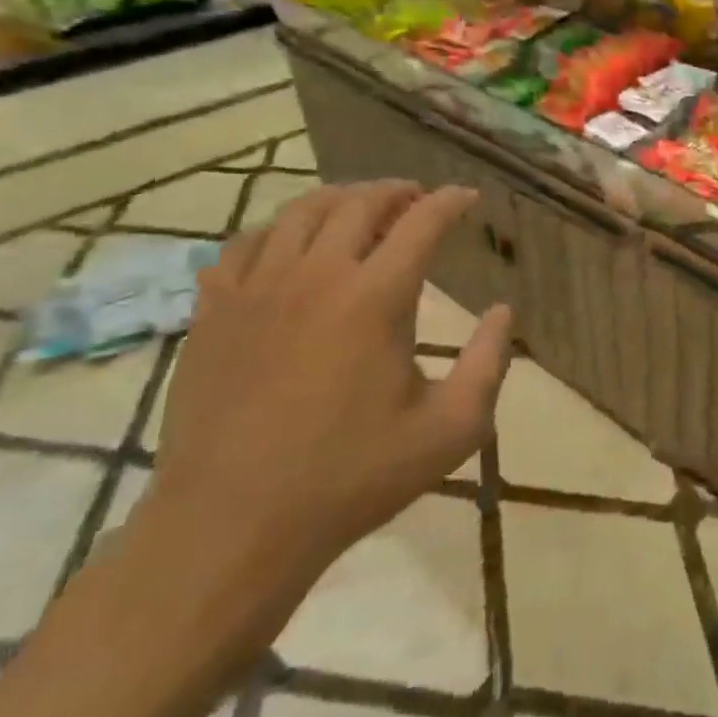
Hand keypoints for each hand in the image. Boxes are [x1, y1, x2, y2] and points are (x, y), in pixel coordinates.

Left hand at [147, 181, 511, 581]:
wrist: (233, 525)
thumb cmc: (351, 478)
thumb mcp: (449, 431)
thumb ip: (488, 364)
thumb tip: (503, 311)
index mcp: (376, 298)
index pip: (421, 223)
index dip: (450, 203)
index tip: (467, 197)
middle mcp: (317, 276)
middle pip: (360, 204)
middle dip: (397, 191)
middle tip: (417, 199)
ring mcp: (257, 289)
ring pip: (300, 212)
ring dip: (340, 199)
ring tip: (360, 209)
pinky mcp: (214, 312)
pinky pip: (245, 244)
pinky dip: (278, 230)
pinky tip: (290, 245)